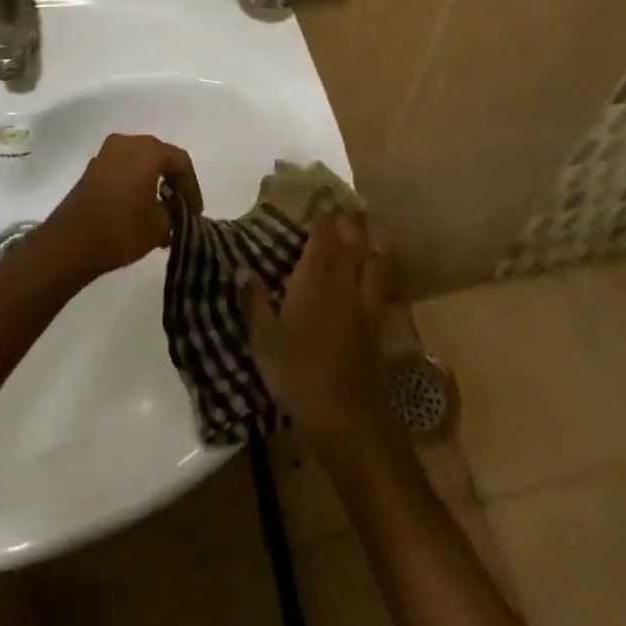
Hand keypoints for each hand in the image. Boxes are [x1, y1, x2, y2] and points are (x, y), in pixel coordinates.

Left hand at [44, 133, 200, 281]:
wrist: (71, 242)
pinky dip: (135, 183)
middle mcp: (128, 142)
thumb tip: (174, 210)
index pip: (181, 162)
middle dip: (173, 182)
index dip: (192, 188)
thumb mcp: (160, 226)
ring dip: (153, 182)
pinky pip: (123, 169)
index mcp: (148, 150)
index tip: (195, 213)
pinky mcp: (92, 168)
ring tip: (161, 211)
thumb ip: (175, 213)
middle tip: (181, 208)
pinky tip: (138, 208)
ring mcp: (106, 153)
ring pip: (140, 162)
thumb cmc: (121, 229)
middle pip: (160, 157)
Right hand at [243, 215, 398, 458]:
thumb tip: (242, 269)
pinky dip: (380, 272)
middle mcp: (344, 280)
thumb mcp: (264, 340)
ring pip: (374, 258)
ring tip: (361, 238)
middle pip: (353, 239)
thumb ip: (254, 301)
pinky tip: (374, 277)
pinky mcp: (380, 323)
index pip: (323, 234)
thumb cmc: (298, 374)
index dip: (321, 218)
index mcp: (314, 277)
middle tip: (339, 214)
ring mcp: (366, 301)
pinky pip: (384, 284)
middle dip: (348, 223)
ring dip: (368, 243)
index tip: (314, 207)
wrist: (347, 417)